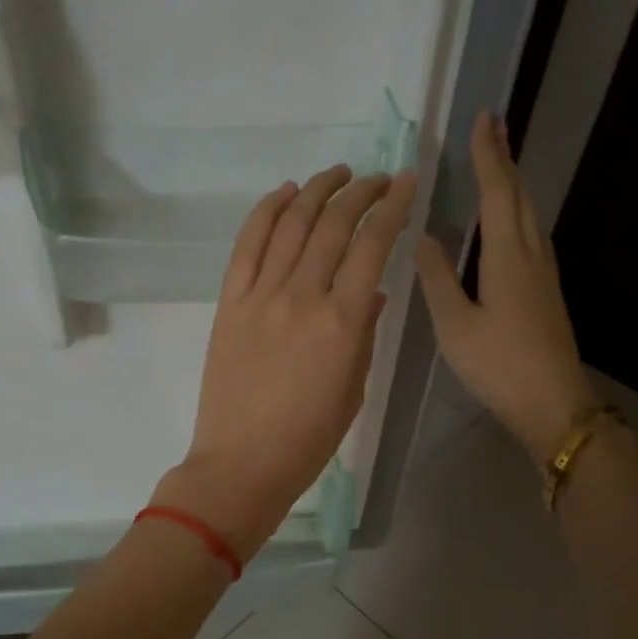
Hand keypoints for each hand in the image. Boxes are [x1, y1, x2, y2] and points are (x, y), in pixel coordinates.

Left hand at [157, 165, 418, 560]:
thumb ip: (365, 334)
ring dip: (316, 190)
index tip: (408, 184)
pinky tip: (285, 193)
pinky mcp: (229, 304)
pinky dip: (266, 212)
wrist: (241, 464)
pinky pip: (247, 245)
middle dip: (362, 191)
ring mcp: (260, 297)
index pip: (372, 246)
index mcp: (342, 323)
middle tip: (378, 178)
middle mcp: (302, 297)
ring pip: (290, 225)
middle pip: (333, 224)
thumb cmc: (307, 440)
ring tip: (336, 174)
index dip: (393, 207)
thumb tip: (372, 293)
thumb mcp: (353, 390)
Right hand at [415, 111, 596, 463]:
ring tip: (496, 163)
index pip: (497, 192)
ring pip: (530, 213)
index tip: (483, 118)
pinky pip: (531, 233)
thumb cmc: (499, 366)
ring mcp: (545, 273)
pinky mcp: (546, 290)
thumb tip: (424, 235)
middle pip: (520, 195)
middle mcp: (532, 254)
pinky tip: (508, 220)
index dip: (488, 156)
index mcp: (508, 257)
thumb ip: (438, 278)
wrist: (554, 404)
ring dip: (512, 183)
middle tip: (491, 128)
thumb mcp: (455, 325)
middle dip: (504, 159)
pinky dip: (517, 210)